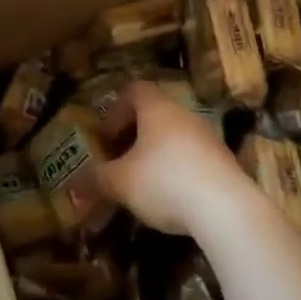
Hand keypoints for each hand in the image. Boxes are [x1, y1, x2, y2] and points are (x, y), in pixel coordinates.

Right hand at [97, 82, 253, 235]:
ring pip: (175, 136)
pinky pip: (194, 158)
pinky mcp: (225, 163)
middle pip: (155, 114)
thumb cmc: (164, 181)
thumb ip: (96, 180)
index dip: (116, 110)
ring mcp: (208, 137)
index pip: (134, 90)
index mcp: (156, 108)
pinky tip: (172, 198)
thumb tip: (74, 185)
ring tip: (143, 184)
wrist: (227, 209)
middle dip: (134, 136)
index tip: (107, 138)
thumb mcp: (121, 182)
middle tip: (120, 161)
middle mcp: (183, 114)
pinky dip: (178, 170)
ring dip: (157, 154)